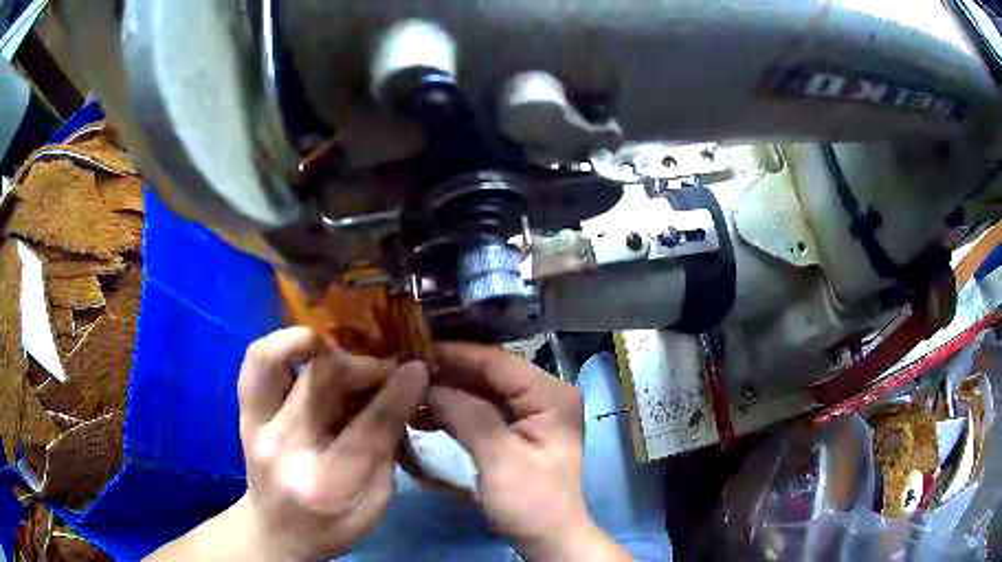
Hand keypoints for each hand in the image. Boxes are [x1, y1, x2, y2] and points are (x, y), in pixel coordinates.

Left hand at [150, 327, 427, 560]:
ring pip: (273, 359)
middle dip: (363, 366)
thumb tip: (402, 392)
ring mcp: (256, 428)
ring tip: (335, 348)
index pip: (369, 426)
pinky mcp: (244, 415)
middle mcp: (284, 449)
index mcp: (327, 484)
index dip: (398, 391)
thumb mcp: (375, 504)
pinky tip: (305, 351)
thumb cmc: (333, 526)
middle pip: (322, 382)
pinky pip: (254, 364)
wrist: (277, 533)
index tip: (417, 370)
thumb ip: (387, 449)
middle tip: (383, 369)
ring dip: (310, 342)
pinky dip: (280, 346)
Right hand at [428, 343, 628, 560]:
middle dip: (447, 374)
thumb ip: (468, 416)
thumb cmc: (532, 503)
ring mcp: (531, 412)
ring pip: (482, 391)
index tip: (414, 350)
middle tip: (404, 371)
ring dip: (447, 393)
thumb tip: (428, 383)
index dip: (455, 354)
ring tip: (409, 394)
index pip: (498, 362)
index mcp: (551, 395)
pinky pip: (482, 410)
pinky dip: (455, 411)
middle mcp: (544, 395)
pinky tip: (425, 415)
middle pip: (489, 374)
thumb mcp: (500, 460)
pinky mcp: (517, 429)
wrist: (549, 539)